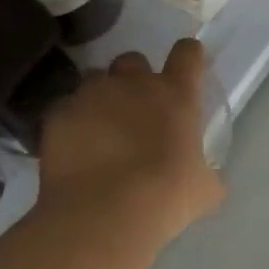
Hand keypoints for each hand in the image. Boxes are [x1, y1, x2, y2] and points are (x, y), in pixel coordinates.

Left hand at [36, 39, 224, 247]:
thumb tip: (211, 179)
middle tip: (134, 108)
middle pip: (133, 59)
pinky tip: (70, 150)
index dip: (188, 57)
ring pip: (93, 79)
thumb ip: (207, 174)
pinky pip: (62, 109)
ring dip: (97, 97)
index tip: (186, 71)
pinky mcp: (58, 116)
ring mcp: (93, 96)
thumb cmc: (165, 196)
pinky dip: (67, 124)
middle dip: (132, 78)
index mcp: (176, 93)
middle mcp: (135, 83)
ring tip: (97, 129)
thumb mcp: (203, 189)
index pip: (188, 52)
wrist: (103, 216)